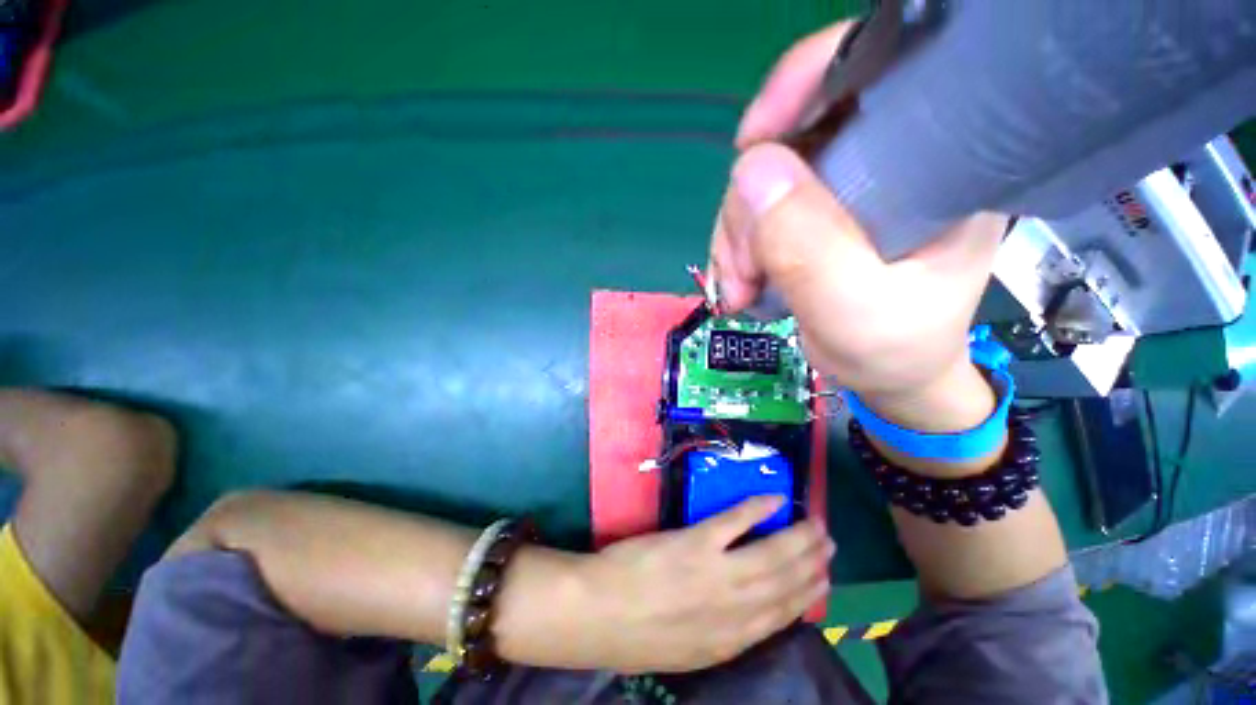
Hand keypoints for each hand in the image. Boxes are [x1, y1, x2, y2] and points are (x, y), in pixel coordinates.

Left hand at [574, 496, 832, 673]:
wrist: (599, 614)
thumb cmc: (636, 635)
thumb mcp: (686, 651)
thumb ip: (718, 636)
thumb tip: (744, 616)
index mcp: (731, 641)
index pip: (782, 616)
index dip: (807, 596)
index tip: (822, 581)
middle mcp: (734, 610)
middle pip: (785, 584)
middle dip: (811, 564)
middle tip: (829, 546)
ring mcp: (716, 573)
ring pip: (771, 555)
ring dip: (797, 538)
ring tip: (817, 526)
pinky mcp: (695, 542)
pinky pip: (735, 522)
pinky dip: (758, 509)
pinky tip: (775, 499)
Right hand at [710, 23, 1005, 425]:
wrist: (890, 375)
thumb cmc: (893, 349)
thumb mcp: (854, 309)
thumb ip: (807, 246)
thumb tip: (750, 169)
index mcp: (936, 163)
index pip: (875, 70)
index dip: (805, 84)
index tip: (750, 142)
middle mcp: (890, 160)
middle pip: (793, 139)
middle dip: (749, 208)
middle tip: (742, 274)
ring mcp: (845, 188)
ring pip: (763, 181)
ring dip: (736, 237)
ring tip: (739, 290)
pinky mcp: (816, 213)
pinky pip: (756, 211)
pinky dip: (736, 246)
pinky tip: (740, 284)